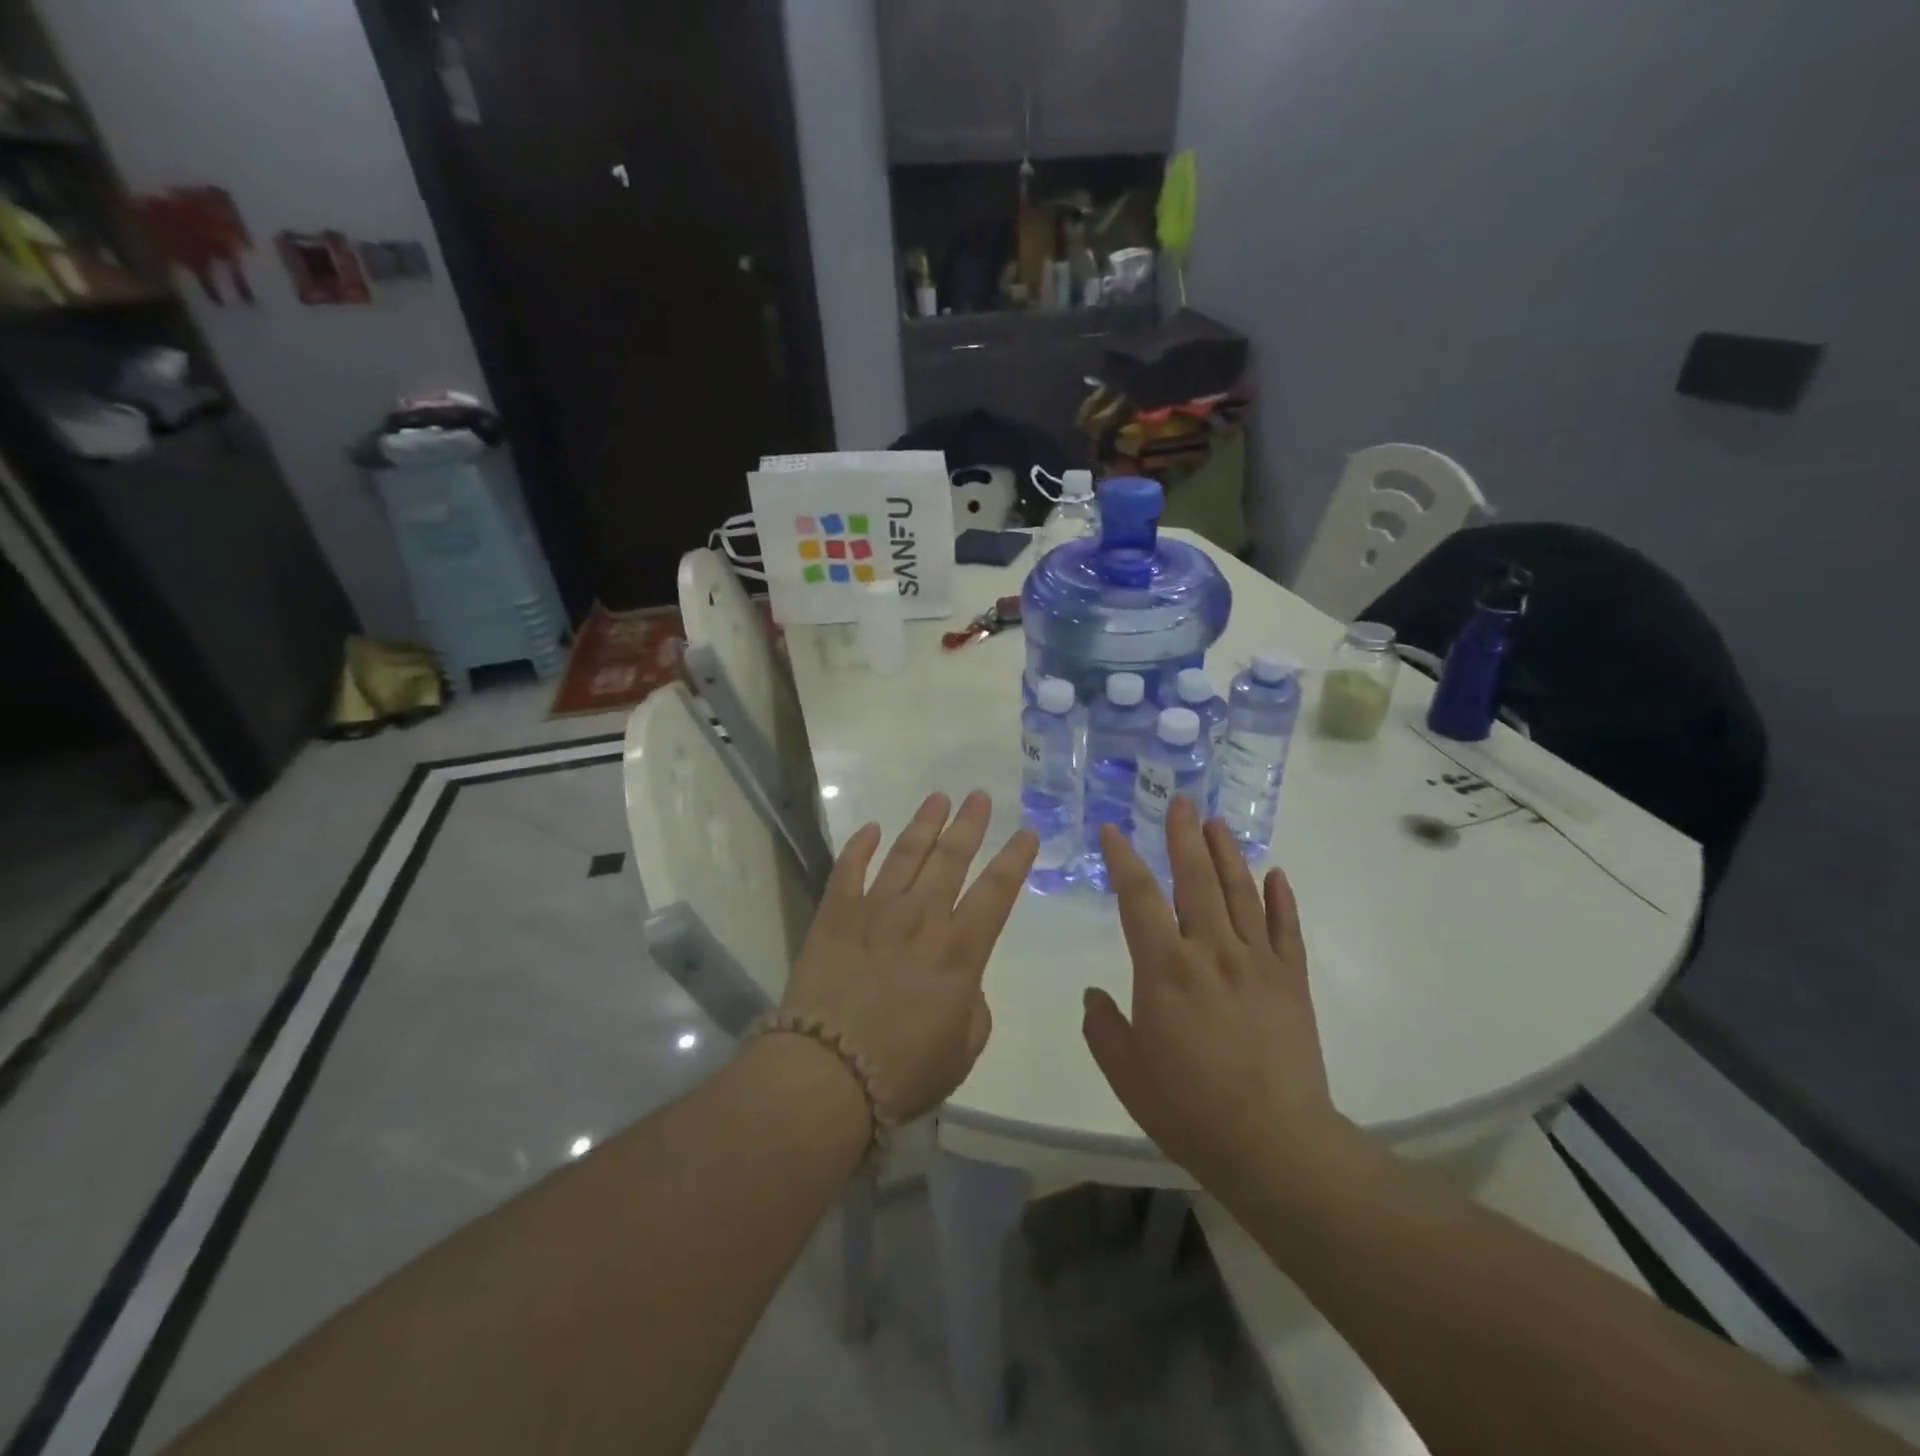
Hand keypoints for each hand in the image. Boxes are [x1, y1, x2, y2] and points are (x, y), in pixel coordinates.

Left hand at [781, 791, 1036, 1122]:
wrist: (828, 1075)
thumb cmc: (904, 1071)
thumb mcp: (964, 1048)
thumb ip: (973, 1006)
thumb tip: (962, 983)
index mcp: (960, 951)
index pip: (997, 892)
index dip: (1015, 859)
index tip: (1027, 832)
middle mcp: (921, 918)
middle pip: (951, 858)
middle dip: (969, 824)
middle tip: (979, 796)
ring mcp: (874, 912)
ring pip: (904, 854)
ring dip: (924, 824)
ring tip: (938, 799)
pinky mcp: (834, 917)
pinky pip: (848, 871)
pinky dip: (859, 847)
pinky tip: (870, 829)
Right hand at [1083, 798, 1342, 1191]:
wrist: (1273, 1145)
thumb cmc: (1188, 1108)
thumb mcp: (1126, 1072)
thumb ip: (1103, 1027)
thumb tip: (1094, 996)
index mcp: (1165, 968)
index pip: (1138, 897)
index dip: (1123, 858)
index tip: (1114, 830)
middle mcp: (1211, 951)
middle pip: (1195, 878)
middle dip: (1184, 836)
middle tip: (1180, 801)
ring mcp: (1257, 962)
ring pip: (1240, 892)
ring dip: (1227, 853)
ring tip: (1217, 823)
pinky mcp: (1291, 981)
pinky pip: (1285, 929)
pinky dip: (1280, 898)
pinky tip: (1275, 874)